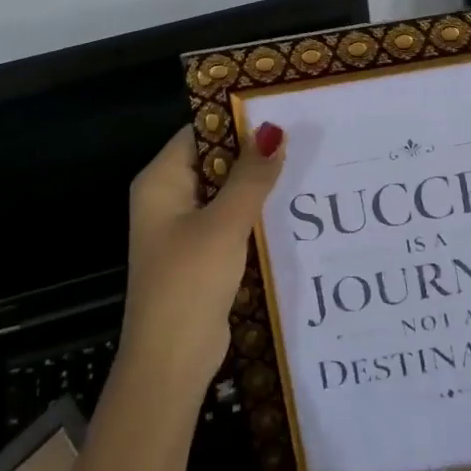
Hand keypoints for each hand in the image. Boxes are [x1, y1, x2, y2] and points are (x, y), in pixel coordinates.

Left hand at [119, 122, 286, 399]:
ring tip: (309, 163)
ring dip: (259, 184)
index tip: (282, 107)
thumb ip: (251, 176)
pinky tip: (293, 207)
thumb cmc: (189, 282)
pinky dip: (256, 214)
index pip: (200, 131)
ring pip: (227, 192)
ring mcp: (185, 227)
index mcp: (161, 181)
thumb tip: (274, 129)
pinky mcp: (202, 254)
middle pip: (215, 160)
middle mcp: (169, 197)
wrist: (170, 363)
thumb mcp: (224, 224)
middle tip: (306, 134)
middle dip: (255, 152)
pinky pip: (231, 220)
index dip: (237, 117)